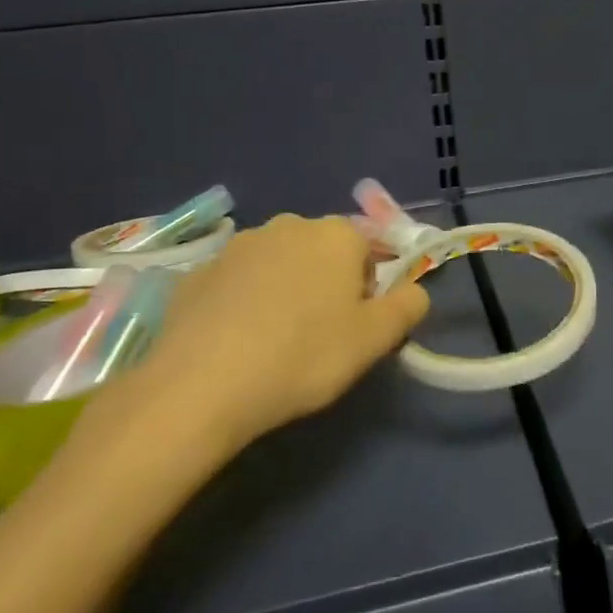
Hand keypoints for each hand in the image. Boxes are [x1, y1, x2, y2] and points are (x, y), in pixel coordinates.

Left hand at [72, 215, 428, 470]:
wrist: (200, 386)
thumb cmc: (304, 356)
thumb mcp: (375, 340)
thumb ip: (408, 307)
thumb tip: (415, 291)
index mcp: (336, 234)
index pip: (369, 250)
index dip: (368, 290)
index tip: (354, 327)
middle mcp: (287, 225)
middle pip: (322, 253)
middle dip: (327, 284)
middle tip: (319, 335)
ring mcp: (237, 246)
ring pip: (277, 265)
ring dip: (284, 291)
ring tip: (274, 342)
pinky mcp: (197, 272)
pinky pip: (236, 283)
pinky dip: (243, 303)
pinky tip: (235, 344)